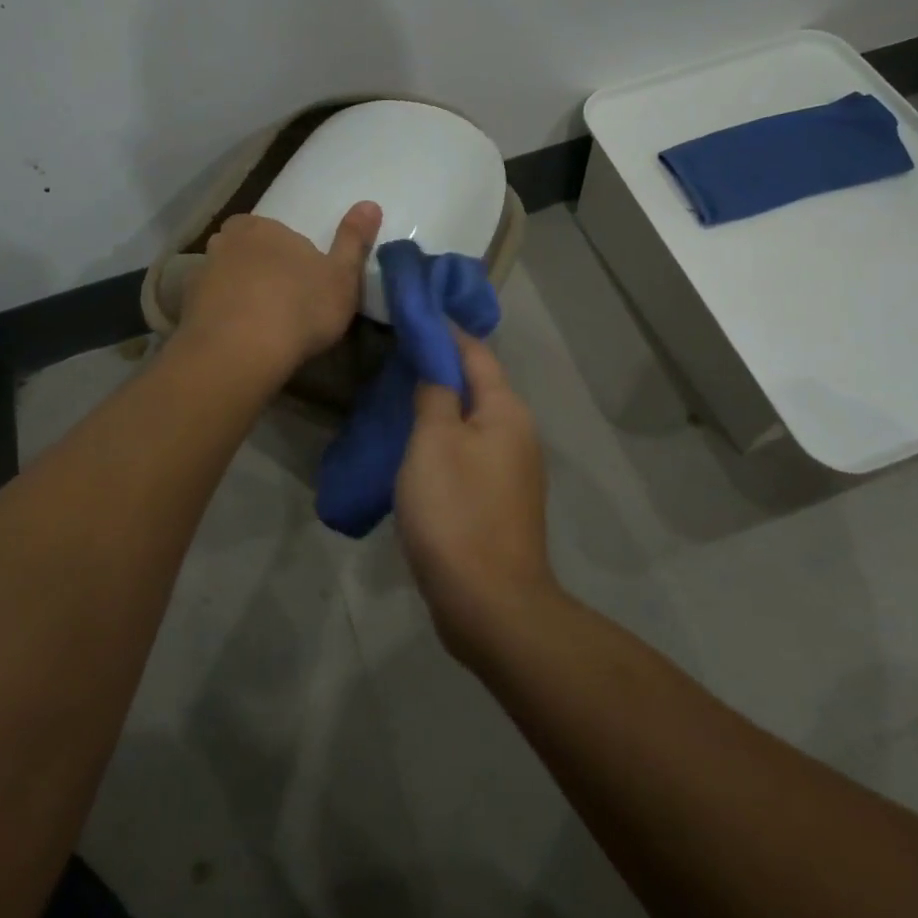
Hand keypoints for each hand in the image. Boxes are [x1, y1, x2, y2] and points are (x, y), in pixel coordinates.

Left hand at [179, 201, 382, 375]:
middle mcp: (226, 242)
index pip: (277, 232)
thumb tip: (370, 203)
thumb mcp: (342, 275)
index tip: (305, 284)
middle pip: (247, 251)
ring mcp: (201, 274)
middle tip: (283, 302)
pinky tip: (239, 340)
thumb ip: (354, 239)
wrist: (239, 352)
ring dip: (239, 294)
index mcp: (263, 227)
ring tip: (261, 325)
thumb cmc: (299, 308)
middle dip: (261, 270)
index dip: (292, 257)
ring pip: (225, 278)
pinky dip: (222, 318)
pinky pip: (210, 307)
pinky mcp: (185, 309)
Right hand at [396, 333, 557, 658]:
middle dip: (442, 367)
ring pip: (474, 421)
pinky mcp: (502, 500)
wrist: (490, 603)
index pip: (475, 352)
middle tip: (398, 356)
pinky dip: (446, 440)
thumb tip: (438, 364)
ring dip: (443, 405)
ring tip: (401, 396)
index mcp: (506, 411)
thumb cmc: (457, 512)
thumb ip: (436, 395)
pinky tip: (418, 449)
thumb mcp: (434, 443)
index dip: (445, 331)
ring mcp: (514, 470)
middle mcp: (519, 433)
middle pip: (479, 385)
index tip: (414, 314)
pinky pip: (472, 453)